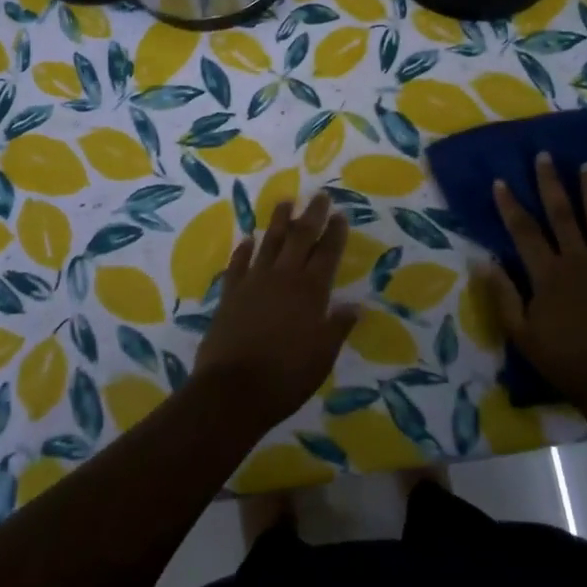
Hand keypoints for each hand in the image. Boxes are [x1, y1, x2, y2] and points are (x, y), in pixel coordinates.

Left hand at [191, 193, 359, 431]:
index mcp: (311, 292)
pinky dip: (244, 250)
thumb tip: (356, 306)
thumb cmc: (286, 377)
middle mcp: (283, 278)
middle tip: (320, 196)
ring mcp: (254, 282)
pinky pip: (238, 264)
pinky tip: (248, 239)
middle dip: (312, 215)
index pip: (327, 254)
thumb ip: (338, 327)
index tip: (341, 214)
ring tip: (285, 201)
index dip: (335, 233)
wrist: (233, 390)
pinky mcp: (230, 294)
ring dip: (279, 221)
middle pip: (300, 238)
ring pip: (269, 243)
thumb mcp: (323, 357)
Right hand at [482, 153, 586, 405]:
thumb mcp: (521, 332)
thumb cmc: (564, 359)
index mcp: (548, 273)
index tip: (501, 181)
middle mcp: (579, 260)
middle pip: (563, 214)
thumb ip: (502, 294)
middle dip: (551, 183)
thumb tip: (481, 259)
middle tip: (545, 155)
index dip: (511, 205)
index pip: (524, 230)